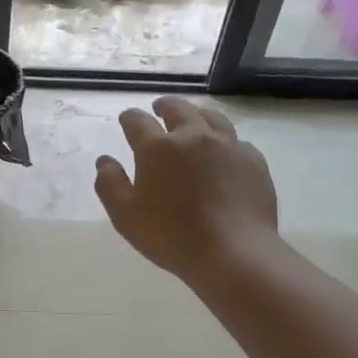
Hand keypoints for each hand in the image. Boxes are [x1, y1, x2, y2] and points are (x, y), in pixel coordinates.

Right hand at [94, 96, 279, 286]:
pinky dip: (224, 141)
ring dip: (197, 115)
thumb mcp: (125, 216)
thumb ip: (109, 184)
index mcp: (157, 148)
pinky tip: (223, 153)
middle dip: (164, 106)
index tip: (127, 120)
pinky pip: (236, 141)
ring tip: (193, 121)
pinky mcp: (253, 160)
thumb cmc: (171, 235)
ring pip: (211, 117)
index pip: (138, 121)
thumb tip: (104, 161)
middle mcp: (193, 136)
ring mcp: (228, 145)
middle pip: (178, 108)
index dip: (129, 118)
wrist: (233, 252)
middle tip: (159, 109)